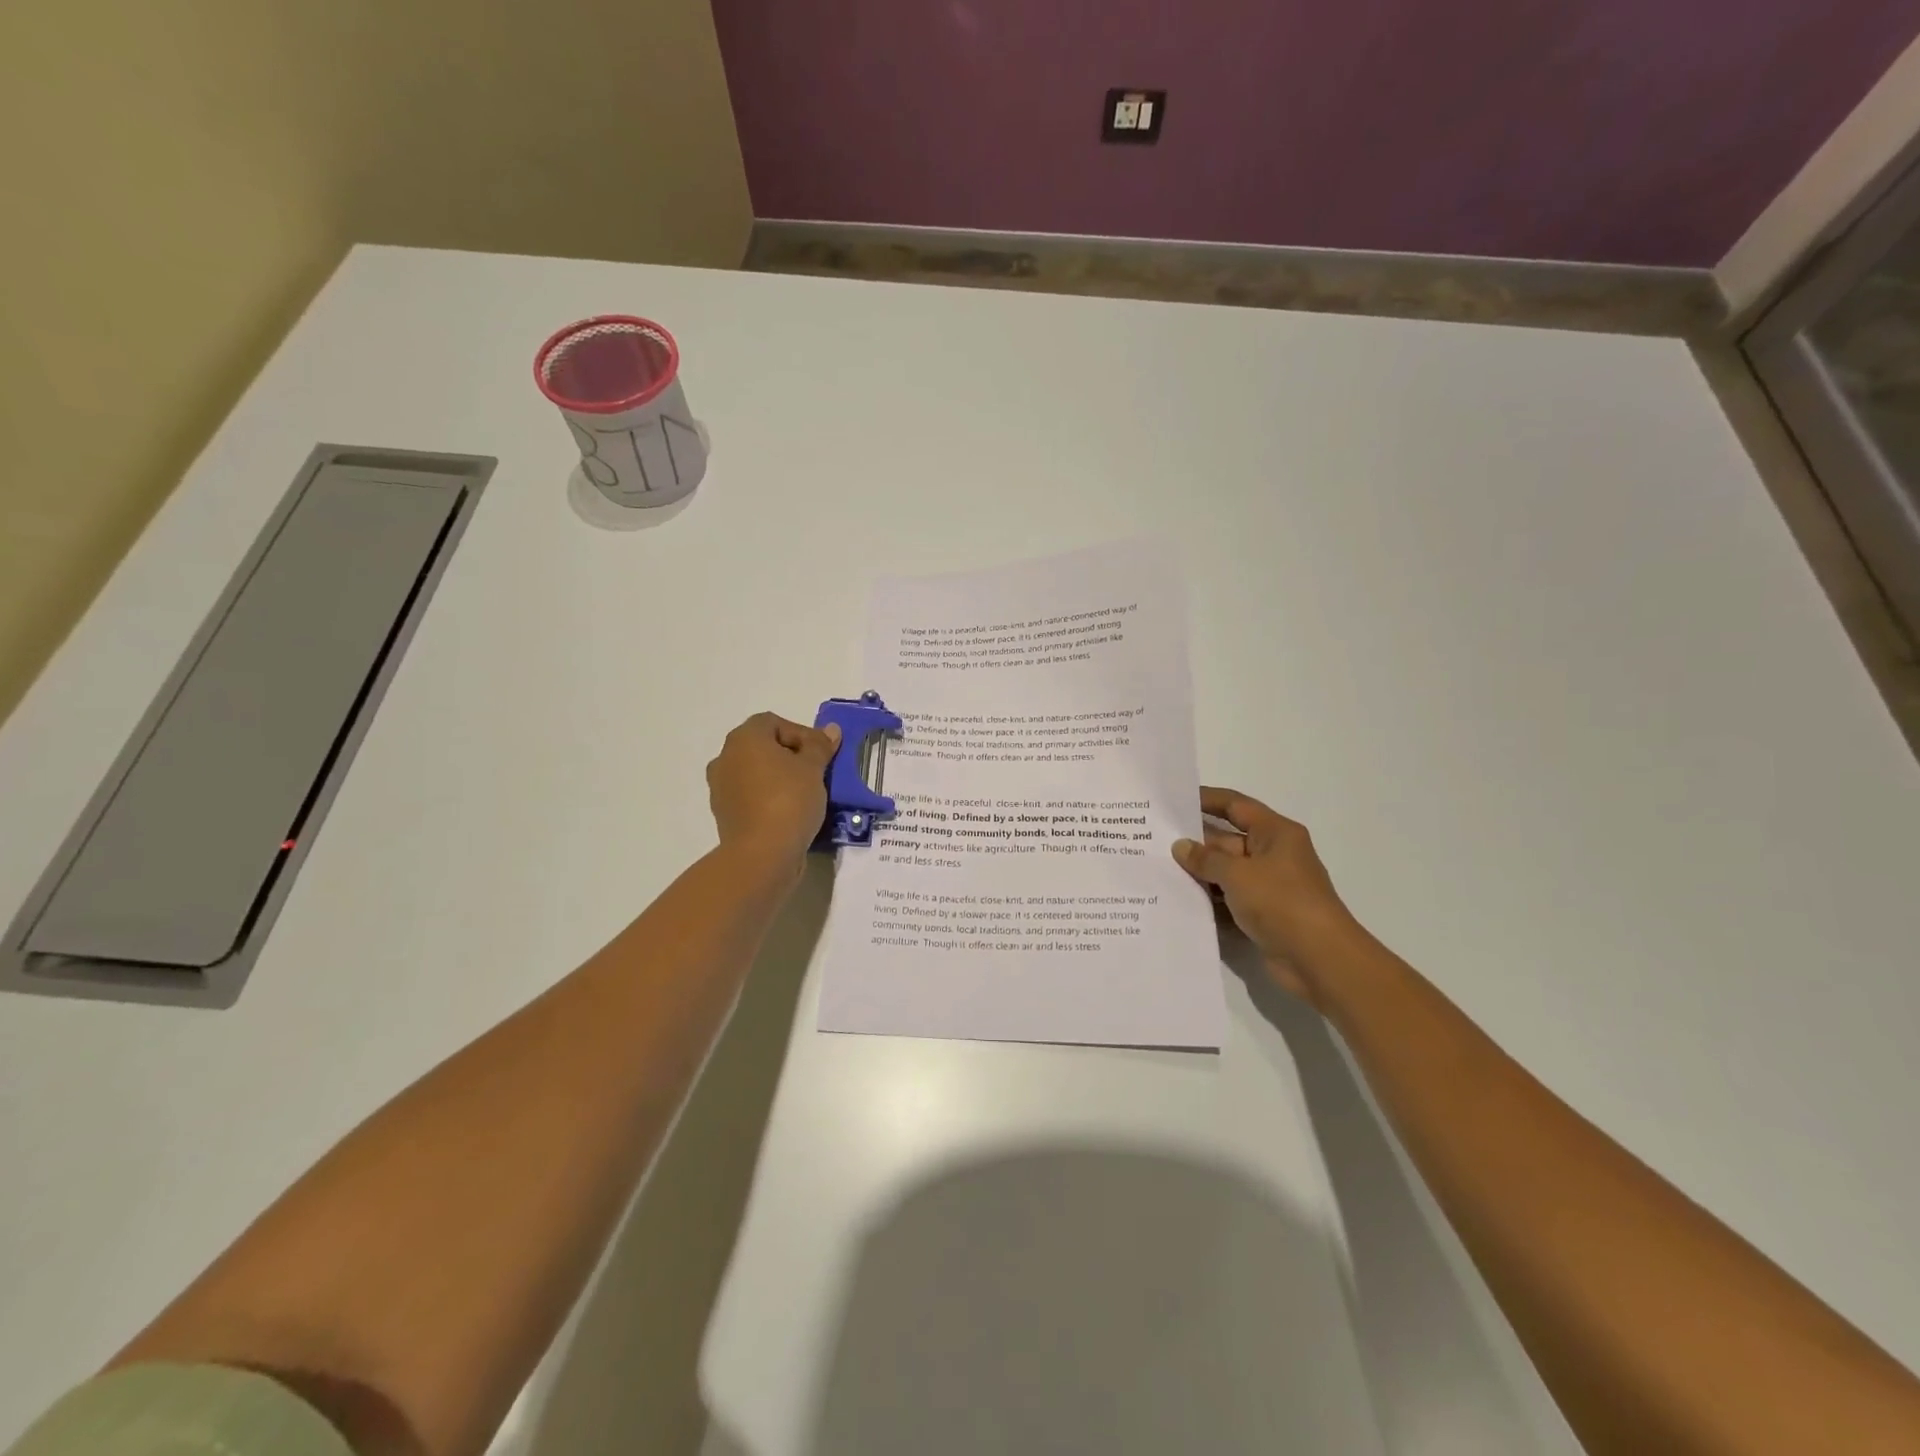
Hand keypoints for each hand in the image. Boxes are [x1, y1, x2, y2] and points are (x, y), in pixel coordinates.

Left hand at [706, 712, 840, 876]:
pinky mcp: (725, 814)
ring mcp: (721, 788)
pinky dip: (769, 798)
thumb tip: (830, 730)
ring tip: (807, 794)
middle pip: (763, 747)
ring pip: (756, 773)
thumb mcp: (813, 769)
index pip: (774, 723)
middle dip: (791, 756)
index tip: (821, 754)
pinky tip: (791, 812)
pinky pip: (751, 796)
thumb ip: (820, 746)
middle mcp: (725, 758)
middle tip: (817, 772)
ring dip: (779, 778)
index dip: (801, 733)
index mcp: (744, 739)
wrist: (762, 854)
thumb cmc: (789, 800)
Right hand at [1172, 787, 1358, 1006]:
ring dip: (1198, 873)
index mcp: (1275, 833)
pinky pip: (1229, 898)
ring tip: (1157, 869)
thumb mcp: (1238, 874)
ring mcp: (1268, 886)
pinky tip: (1178, 900)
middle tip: (1153, 840)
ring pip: (1225, 872)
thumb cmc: (1282, 903)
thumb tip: (1181, 846)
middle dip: (1194, 842)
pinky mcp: (1263, 913)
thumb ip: (1205, 859)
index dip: (1206, 799)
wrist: (1320, 960)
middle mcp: (1273, 854)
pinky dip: (1209, 899)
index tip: (1174, 799)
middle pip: (1227, 840)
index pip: (1235, 805)